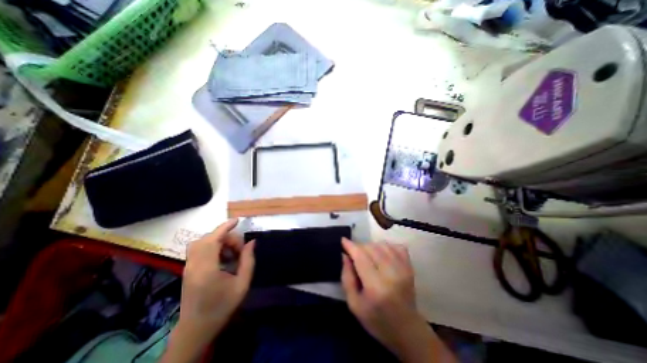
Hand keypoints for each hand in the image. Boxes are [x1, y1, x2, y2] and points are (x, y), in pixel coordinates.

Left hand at [160, 218, 253, 362]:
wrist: (196, 329)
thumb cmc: (222, 307)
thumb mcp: (242, 284)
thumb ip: (248, 261)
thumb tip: (252, 242)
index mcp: (207, 269)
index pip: (213, 239)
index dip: (225, 227)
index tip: (237, 221)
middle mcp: (194, 265)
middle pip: (208, 239)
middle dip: (226, 238)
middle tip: (239, 251)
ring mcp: (188, 267)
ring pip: (202, 242)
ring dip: (219, 242)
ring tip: (231, 254)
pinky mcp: (188, 269)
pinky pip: (199, 249)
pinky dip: (213, 247)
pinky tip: (222, 259)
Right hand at [340, 238, 455, 362]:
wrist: (406, 330)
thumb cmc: (376, 320)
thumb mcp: (354, 304)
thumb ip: (346, 277)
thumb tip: (344, 255)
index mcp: (375, 286)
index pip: (361, 257)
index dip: (350, 246)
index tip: (343, 240)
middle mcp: (391, 274)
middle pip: (371, 248)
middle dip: (359, 247)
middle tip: (354, 254)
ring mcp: (403, 269)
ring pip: (382, 245)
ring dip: (371, 246)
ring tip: (367, 255)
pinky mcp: (410, 267)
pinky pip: (396, 246)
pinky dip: (386, 246)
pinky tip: (381, 253)